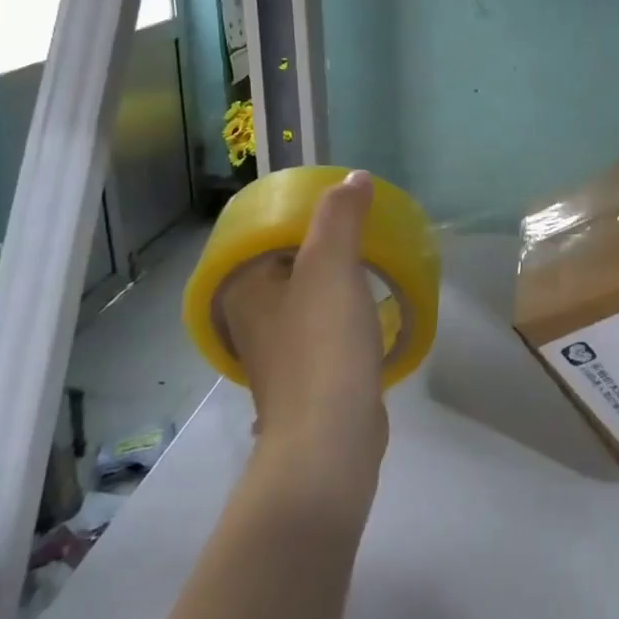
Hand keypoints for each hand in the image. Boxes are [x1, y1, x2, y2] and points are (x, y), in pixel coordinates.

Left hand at [216, 170, 387, 497]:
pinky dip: (346, 312)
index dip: (306, 213)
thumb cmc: (323, 344)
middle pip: (290, 264)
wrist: (330, 440)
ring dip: (339, 279)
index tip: (346, 205)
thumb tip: (355, 178)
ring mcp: (278, 351)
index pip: (269, 233)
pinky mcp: (307, 376)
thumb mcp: (331, 265)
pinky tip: (371, 308)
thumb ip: (341, 216)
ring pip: (309, 297)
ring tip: (376, 261)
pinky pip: (325, 327)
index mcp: (243, 288)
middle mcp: (251, 317)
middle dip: (328, 245)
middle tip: (368, 228)